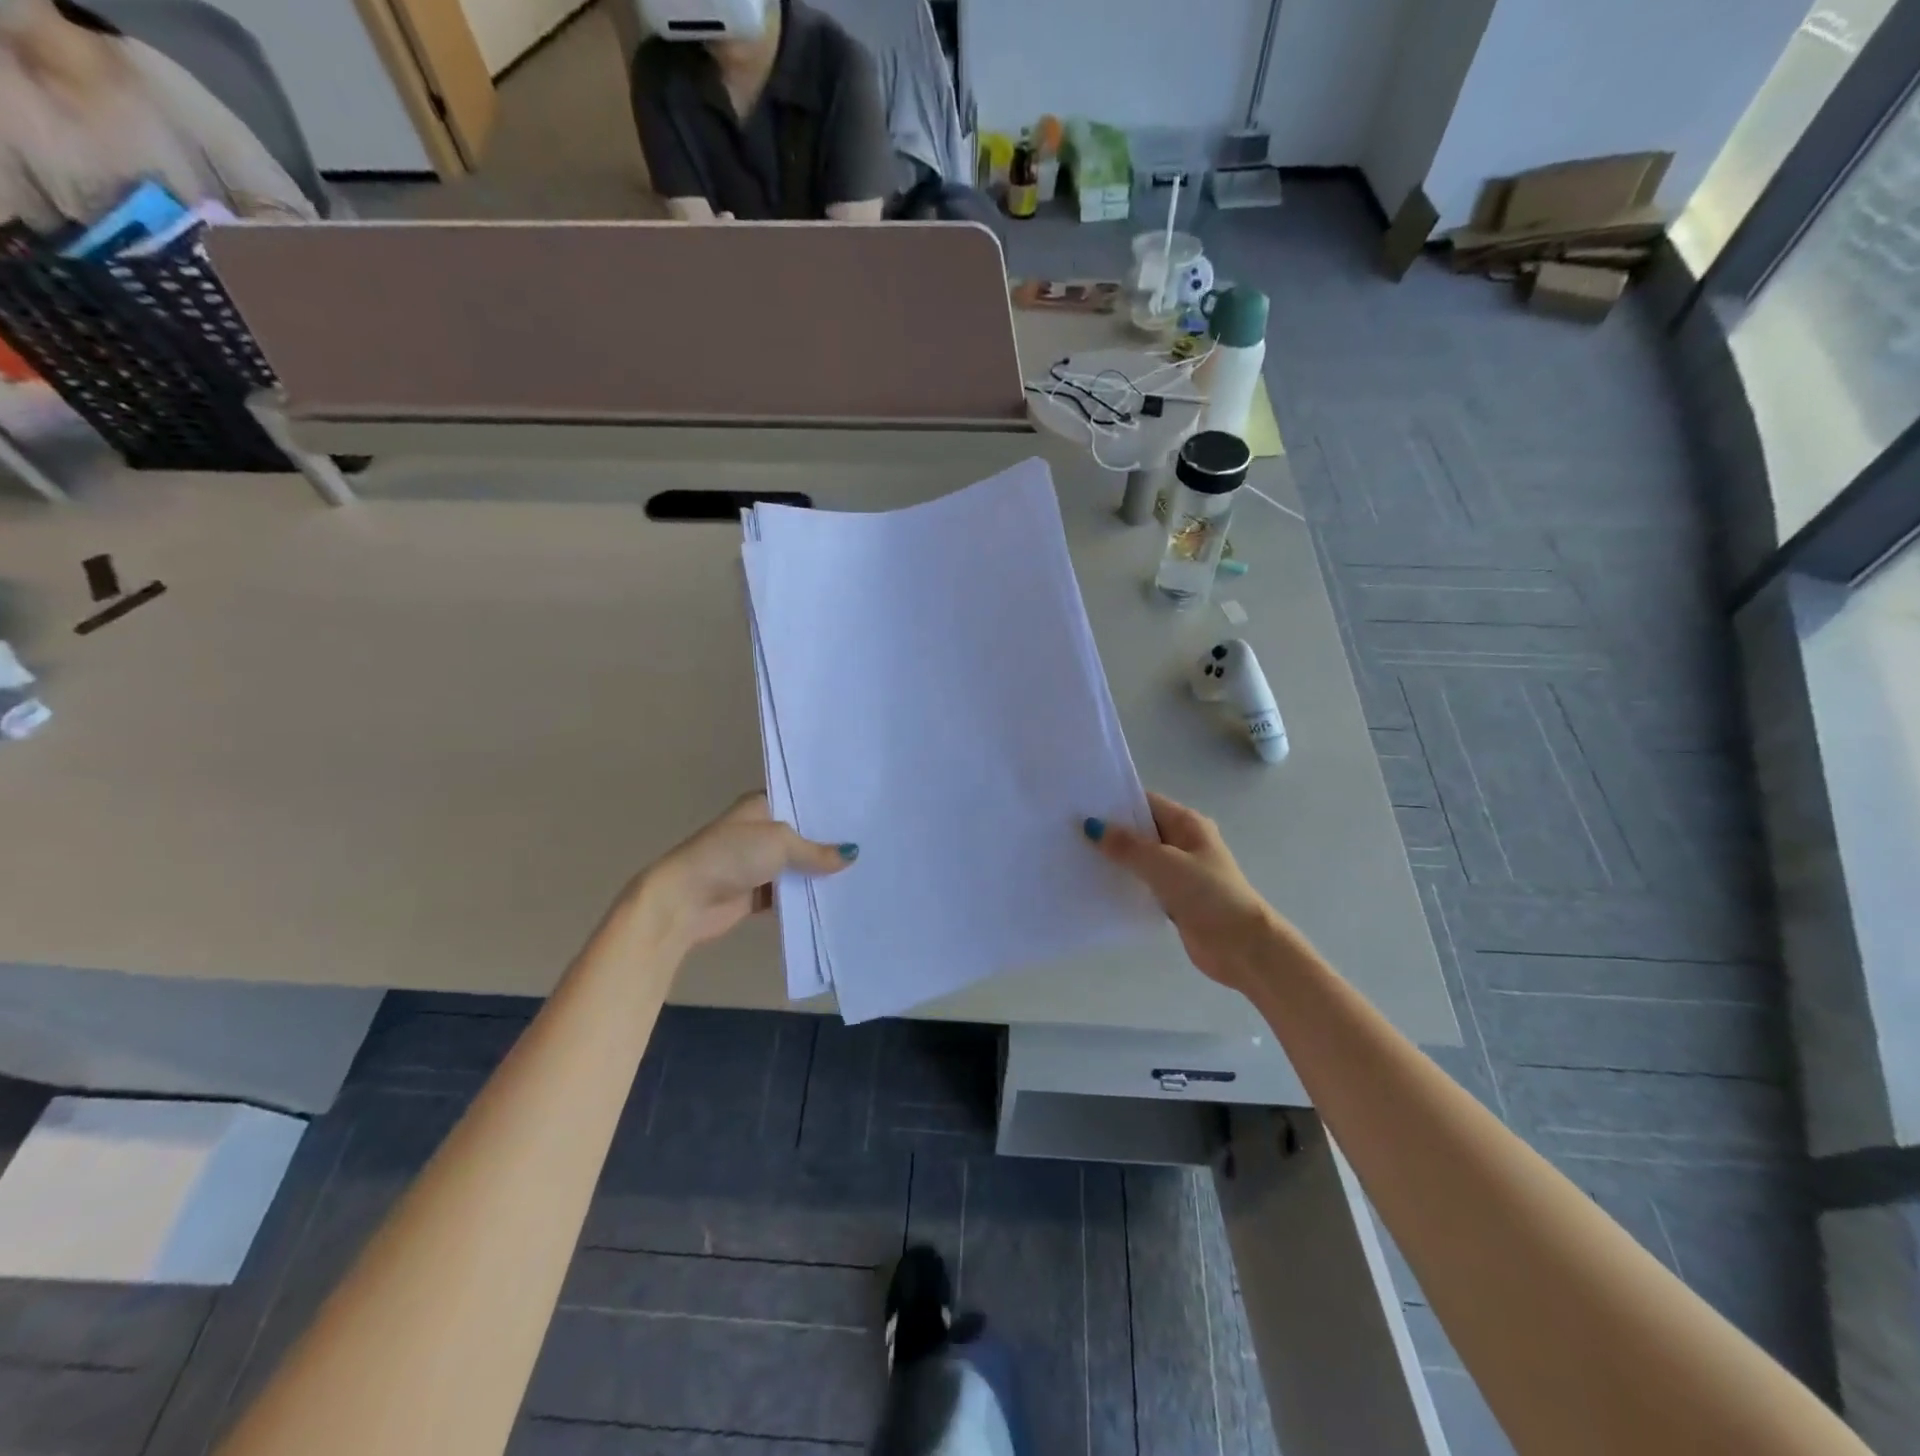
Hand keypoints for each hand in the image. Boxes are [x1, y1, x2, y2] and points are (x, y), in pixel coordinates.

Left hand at [637, 793, 855, 947]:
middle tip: (871, 844)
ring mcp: (757, 864)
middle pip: (802, 836)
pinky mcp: (756, 894)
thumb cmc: (730, 856)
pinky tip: (837, 898)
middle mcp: (760, 831)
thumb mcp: (779, 842)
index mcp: (760, 806)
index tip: (860, 813)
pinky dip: (805, 898)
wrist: (684, 901)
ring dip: (819, 874)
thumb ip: (816, 850)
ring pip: (797, 867)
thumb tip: (851, 855)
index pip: (799, 800)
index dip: (826, 807)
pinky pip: (788, 894)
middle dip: (829, 843)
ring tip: (862, 872)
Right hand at [1086, 792, 1282, 991]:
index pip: (1144, 802)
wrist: (1243, 946)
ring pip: (1140, 858)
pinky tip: (1097, 886)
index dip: (1114, 802)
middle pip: (1140, 830)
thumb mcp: (1163, 864)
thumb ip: (1126, 845)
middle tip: (1069, 832)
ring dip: (1115, 859)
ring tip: (1075, 856)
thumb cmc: (1207, 894)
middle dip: (1109, 831)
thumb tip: (1091, 826)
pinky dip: (1125, 883)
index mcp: (1187, 824)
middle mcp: (1184, 842)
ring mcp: (1180, 871)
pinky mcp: (1175, 898)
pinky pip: (1143, 883)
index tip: (1079, 804)